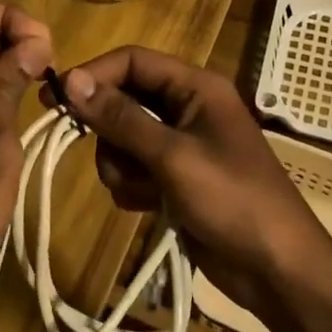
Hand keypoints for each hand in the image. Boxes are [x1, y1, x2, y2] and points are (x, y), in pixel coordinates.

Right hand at [58, 48, 330, 317]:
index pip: (133, 61)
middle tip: (102, 155)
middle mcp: (187, 107)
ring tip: (141, 190)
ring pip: (123, 138)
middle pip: (125, 99)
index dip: (94, 75)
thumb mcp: (172, 156)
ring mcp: (181, 145)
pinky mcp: (175, 179)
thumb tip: (70, 80)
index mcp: (196, 87)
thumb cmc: (232, 200)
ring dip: (120, 164)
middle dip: (110, 131)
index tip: (55, 99)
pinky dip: (133, 185)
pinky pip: (134, 168)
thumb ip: (120, 117)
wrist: (276, 270)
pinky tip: (149, 206)